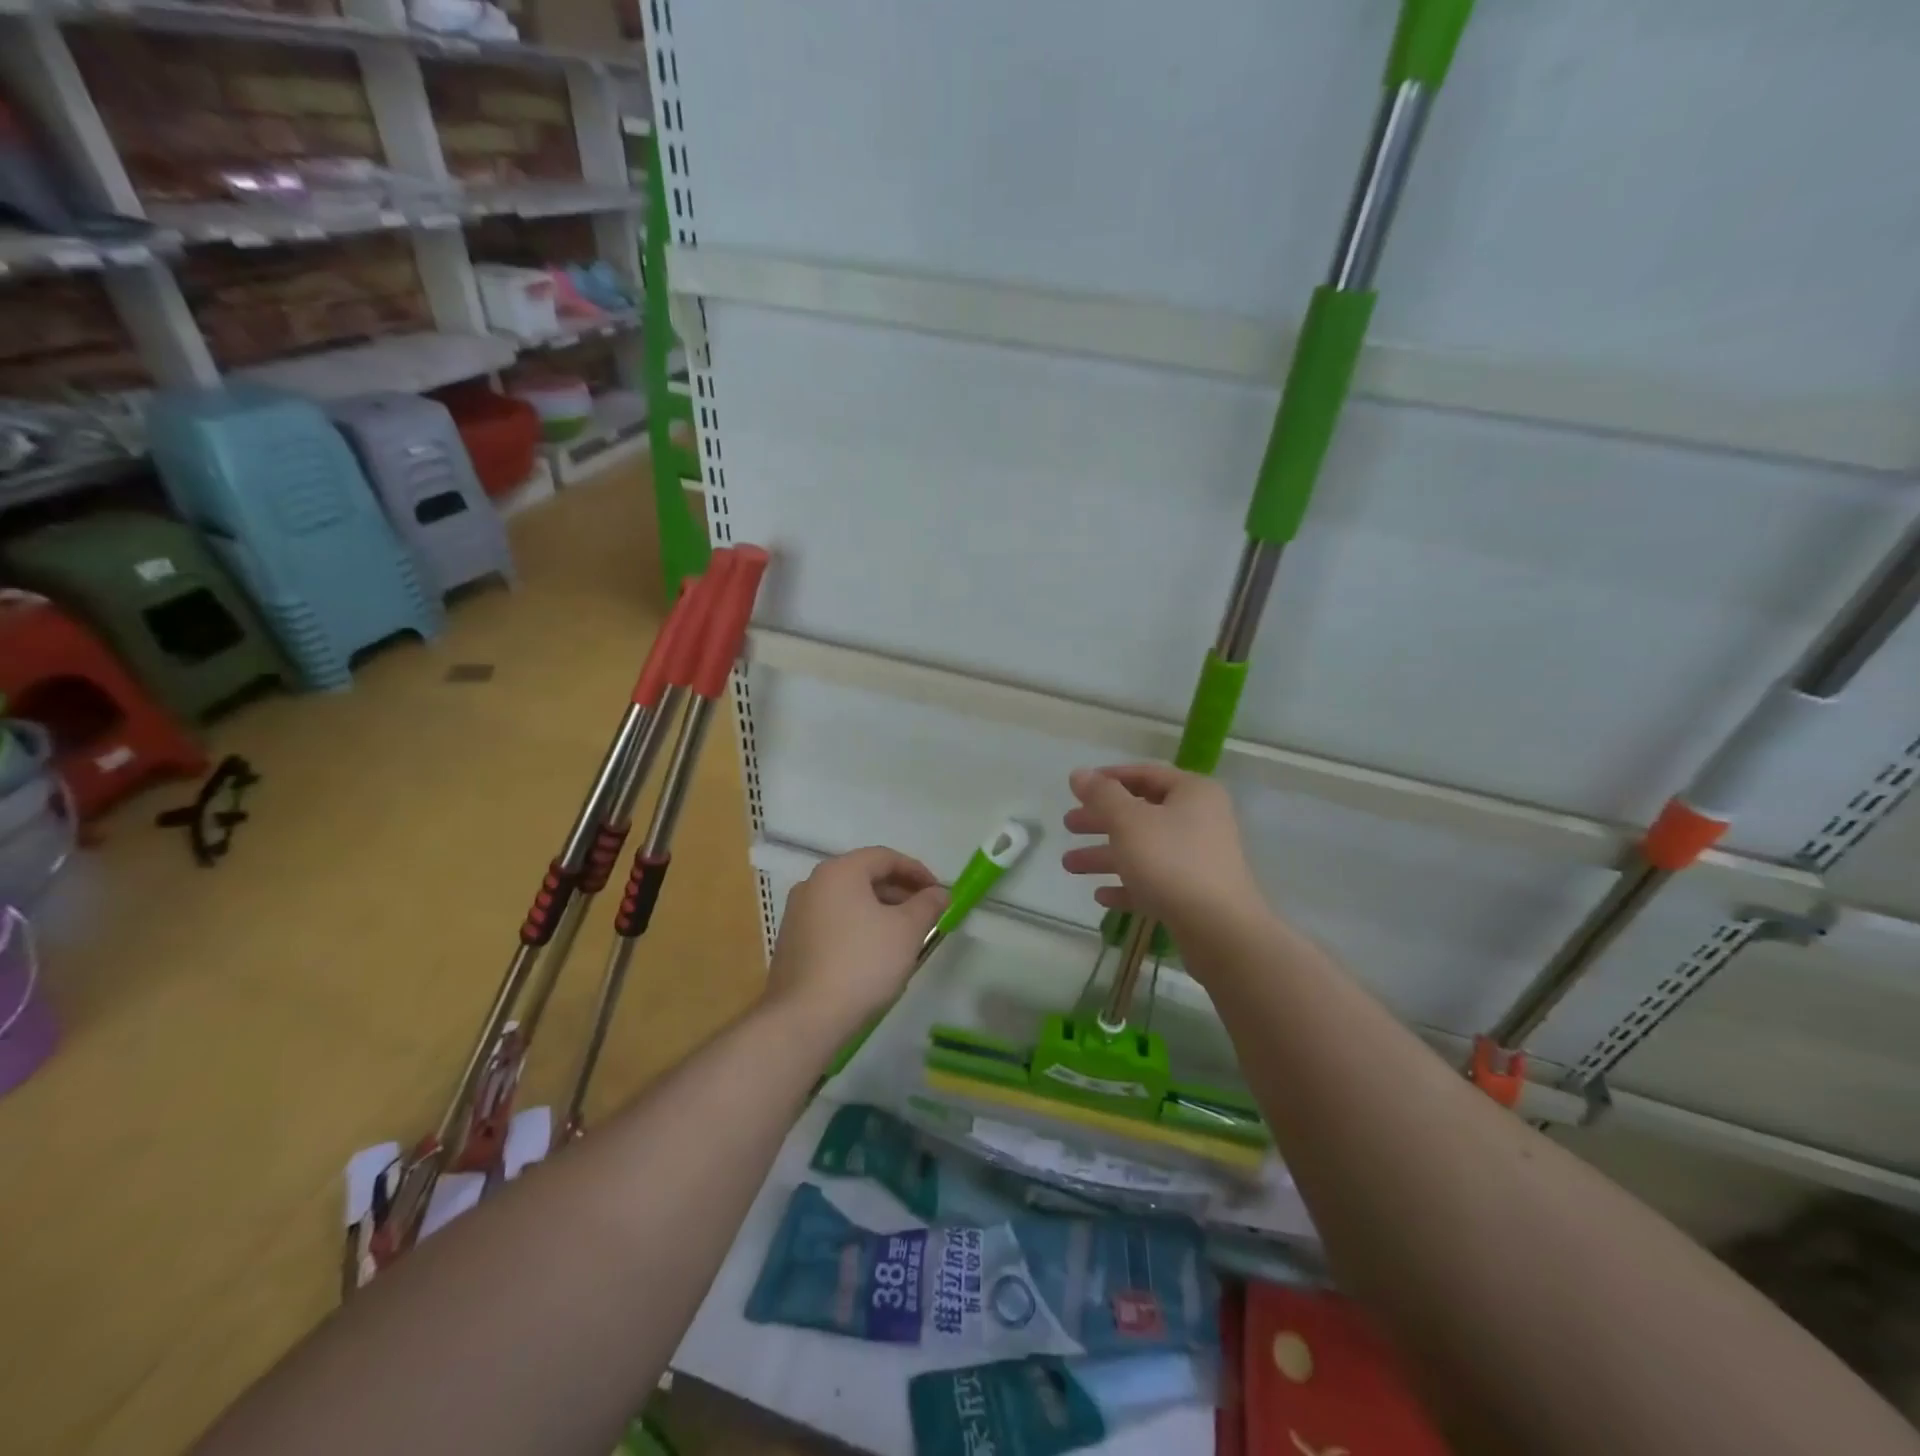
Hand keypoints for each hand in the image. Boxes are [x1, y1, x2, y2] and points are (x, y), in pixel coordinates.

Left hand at [765, 847, 948, 1035]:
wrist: (805, 1018)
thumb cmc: (862, 963)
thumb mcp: (907, 931)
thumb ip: (927, 904)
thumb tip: (940, 893)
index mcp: (839, 871)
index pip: (885, 857)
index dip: (917, 871)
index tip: (939, 893)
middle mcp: (813, 883)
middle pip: (865, 877)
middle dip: (899, 893)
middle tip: (925, 915)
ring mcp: (797, 913)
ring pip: (849, 902)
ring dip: (879, 912)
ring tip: (904, 937)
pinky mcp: (792, 942)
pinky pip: (833, 922)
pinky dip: (858, 928)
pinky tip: (874, 955)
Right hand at [1061, 764, 1264, 930]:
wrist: (1218, 929)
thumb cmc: (1171, 861)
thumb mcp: (1128, 821)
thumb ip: (1101, 795)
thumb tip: (1078, 774)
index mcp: (1192, 793)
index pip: (1145, 774)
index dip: (1109, 778)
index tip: (1078, 788)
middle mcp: (1200, 820)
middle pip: (1141, 813)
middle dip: (1101, 820)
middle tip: (1068, 825)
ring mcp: (1199, 859)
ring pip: (1144, 849)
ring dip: (1106, 855)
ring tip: (1069, 864)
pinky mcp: (1194, 893)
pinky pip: (1154, 881)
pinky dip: (1127, 884)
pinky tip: (1101, 895)